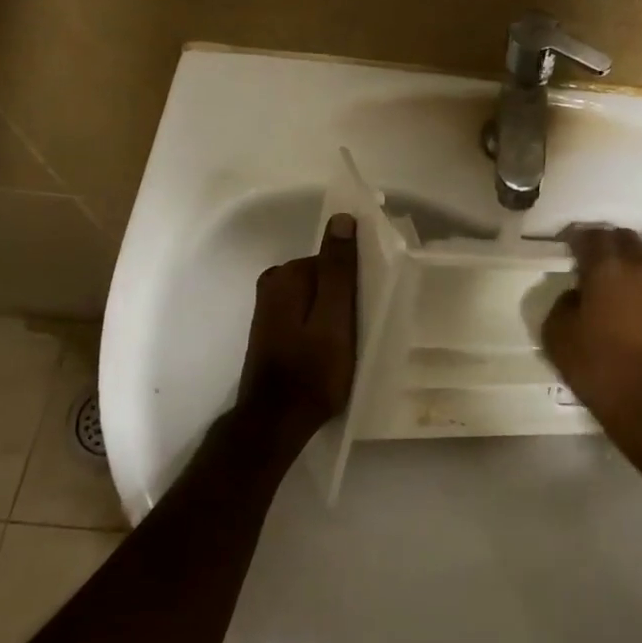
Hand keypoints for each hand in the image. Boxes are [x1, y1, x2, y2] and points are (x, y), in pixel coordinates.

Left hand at [233, 214, 357, 447]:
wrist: (276, 423)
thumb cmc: (312, 372)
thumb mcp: (335, 318)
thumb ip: (338, 269)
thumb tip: (342, 219)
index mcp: (287, 274)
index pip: (335, 260)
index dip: (358, 281)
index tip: (372, 305)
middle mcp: (273, 282)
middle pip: (325, 276)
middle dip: (346, 296)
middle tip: (364, 328)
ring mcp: (270, 307)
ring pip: (318, 297)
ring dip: (336, 313)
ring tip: (351, 342)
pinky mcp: (272, 328)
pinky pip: (308, 313)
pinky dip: (323, 324)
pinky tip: (333, 349)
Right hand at [541, 227, 641, 456]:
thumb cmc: (600, 370)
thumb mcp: (557, 338)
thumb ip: (562, 304)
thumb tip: (577, 292)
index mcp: (604, 268)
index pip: (590, 237)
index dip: (579, 239)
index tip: (573, 249)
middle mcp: (641, 261)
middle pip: (624, 237)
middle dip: (610, 244)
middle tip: (603, 262)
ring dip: (641, 250)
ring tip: (636, 261)